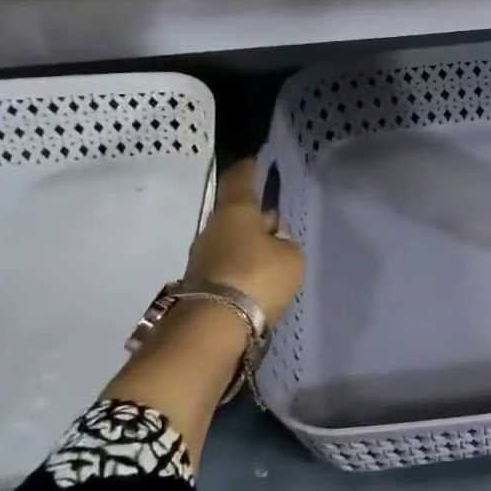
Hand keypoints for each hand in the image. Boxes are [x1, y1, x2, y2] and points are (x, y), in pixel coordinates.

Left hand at [184, 158, 304, 323]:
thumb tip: (274, 241)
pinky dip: (241, 269)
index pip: (240, 178)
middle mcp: (212, 228)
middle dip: (256, 216)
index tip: (259, 161)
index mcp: (235, 211)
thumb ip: (286, 243)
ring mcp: (201, 258)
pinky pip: (226, 266)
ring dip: (248, 246)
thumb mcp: (291, 256)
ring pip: (230, 241)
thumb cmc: (257, 277)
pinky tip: (258, 280)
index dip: (250, 168)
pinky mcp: (198, 285)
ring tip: (273, 257)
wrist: (212, 329)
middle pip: (236, 213)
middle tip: (278, 222)